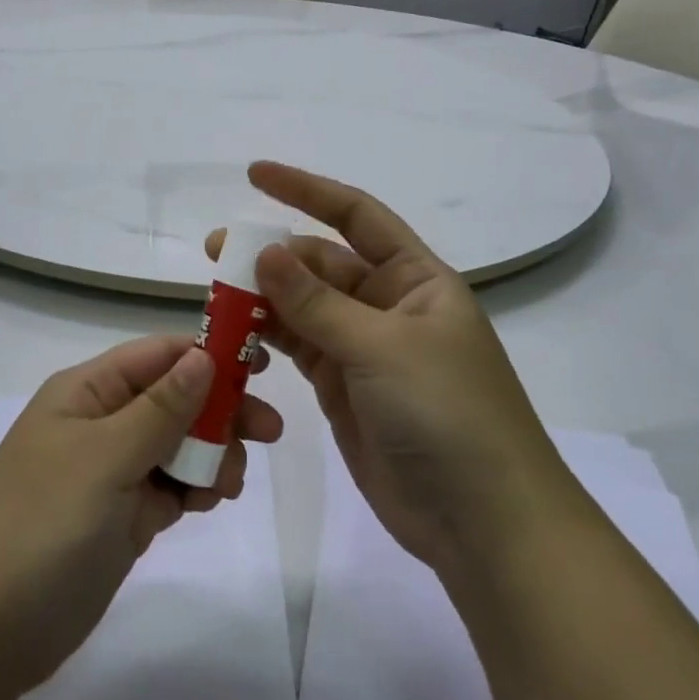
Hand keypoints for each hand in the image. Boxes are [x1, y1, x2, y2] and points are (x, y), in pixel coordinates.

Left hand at [0, 335, 282, 697]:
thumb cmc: (43, 524)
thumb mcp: (105, 457)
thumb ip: (161, 408)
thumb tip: (204, 355)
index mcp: (87, 391)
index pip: (158, 355)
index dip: (208, 354)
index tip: (261, 367)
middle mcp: (100, 422)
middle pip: (174, 399)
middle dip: (219, 411)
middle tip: (268, 433)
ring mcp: (110, 471)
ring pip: (177, 444)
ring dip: (211, 454)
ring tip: (226, 485)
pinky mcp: (120, 516)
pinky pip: (169, 486)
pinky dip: (194, 488)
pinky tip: (209, 501)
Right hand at [212, 162, 564, 571]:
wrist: (484, 525)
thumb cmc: (448, 415)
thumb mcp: (382, 348)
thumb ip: (317, 303)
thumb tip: (264, 253)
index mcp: (415, 279)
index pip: (356, 216)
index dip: (306, 190)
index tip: (255, 175)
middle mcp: (388, 305)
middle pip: (320, 263)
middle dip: (271, 255)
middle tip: (216, 253)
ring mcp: (363, 349)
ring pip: (302, 306)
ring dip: (261, 296)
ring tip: (214, 293)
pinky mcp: (343, 388)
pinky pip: (297, 348)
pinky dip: (266, 338)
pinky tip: (234, 334)